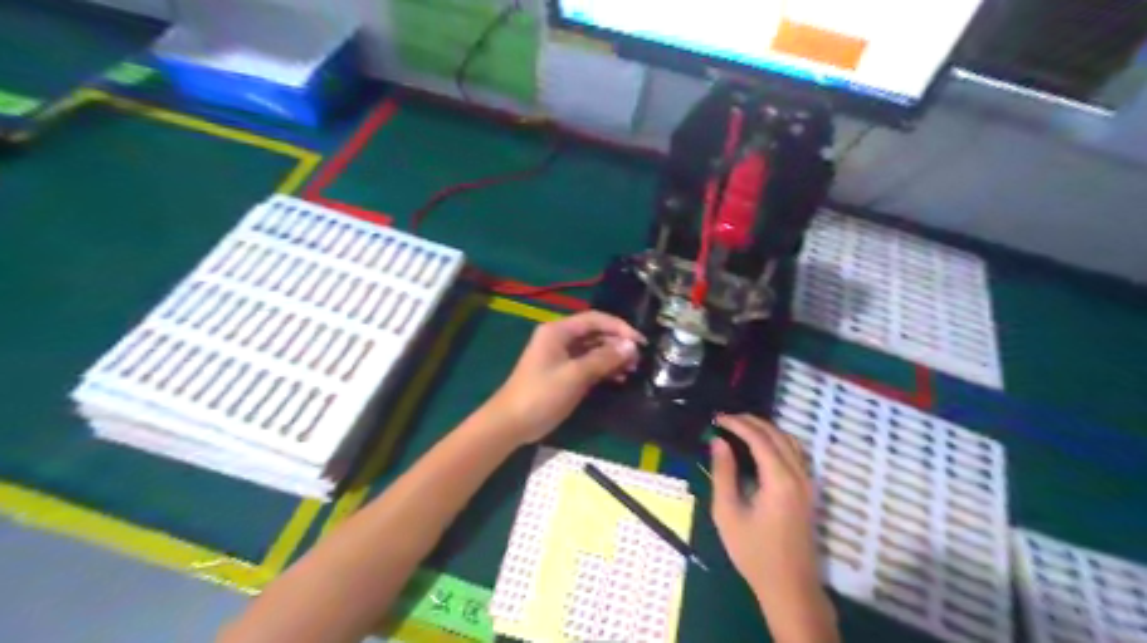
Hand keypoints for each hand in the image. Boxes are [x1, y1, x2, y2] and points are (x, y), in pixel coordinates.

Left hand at [486, 312, 643, 445]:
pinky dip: (603, 369)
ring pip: (593, 349)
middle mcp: (560, 338)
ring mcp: (561, 356)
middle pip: (595, 333)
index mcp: (558, 331)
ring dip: (612, 357)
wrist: (511, 423)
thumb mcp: (575, 375)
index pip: (595, 319)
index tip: (640, 341)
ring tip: (632, 369)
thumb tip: (630, 346)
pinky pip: (588, 364)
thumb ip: (603, 359)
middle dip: (617, 343)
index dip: (619, 327)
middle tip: (638, 358)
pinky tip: (619, 378)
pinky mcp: (563, 373)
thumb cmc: (541, 395)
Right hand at [711, 415, 834, 639]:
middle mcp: (798, 475)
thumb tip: (718, 442)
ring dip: (766, 429)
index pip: (759, 438)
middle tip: (725, 419)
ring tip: (740, 428)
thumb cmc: (753, 552)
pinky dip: (778, 441)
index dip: (737, 423)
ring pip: (790, 441)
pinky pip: (796, 453)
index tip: (716, 418)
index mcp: (779, 479)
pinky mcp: (809, 491)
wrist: (790, 587)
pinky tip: (762, 446)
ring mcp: (808, 483)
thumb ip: (723, 473)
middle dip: (751, 422)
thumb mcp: (728, 513)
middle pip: (777, 434)